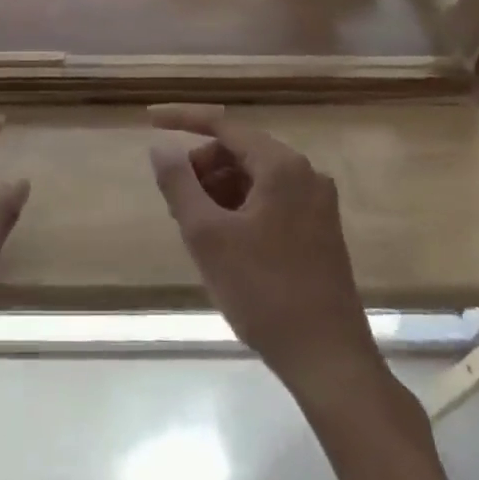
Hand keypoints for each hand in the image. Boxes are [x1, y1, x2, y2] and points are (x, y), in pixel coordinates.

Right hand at [149, 103, 384, 401]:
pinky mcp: (320, 231)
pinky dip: (240, 209)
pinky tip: (224, 243)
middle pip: (239, 152)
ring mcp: (317, 203)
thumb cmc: (264, 291)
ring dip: (218, 191)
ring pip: (253, 178)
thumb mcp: (208, 235)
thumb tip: (159, 147)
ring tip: (195, 229)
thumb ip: (179, 183)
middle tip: (175, 204)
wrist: (329, 361)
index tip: (149, 122)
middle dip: (202, 168)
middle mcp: (306, 174)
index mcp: (282, 166)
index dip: (182, 118)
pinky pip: (270, 200)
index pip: (223, 125)